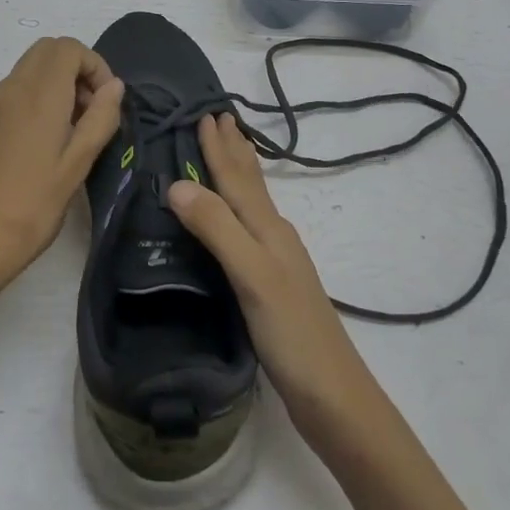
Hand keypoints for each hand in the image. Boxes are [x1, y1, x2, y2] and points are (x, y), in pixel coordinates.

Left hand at [0, 37, 123, 318]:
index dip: (94, 65)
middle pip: (45, 53)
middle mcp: (8, 90)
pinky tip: (39, 151)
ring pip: (27, 74)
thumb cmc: (31, 207)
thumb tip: (114, 86)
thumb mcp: (77, 165)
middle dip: (75, 72)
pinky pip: (10, 98)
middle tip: (90, 114)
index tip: (105, 103)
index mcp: (37, 94)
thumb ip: (100, 118)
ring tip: (69, 137)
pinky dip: (33, 104)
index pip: (67, 48)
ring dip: (54, 88)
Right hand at [168, 114, 383, 440]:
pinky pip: (249, 231)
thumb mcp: (251, 275)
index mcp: (268, 230)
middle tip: (221, 118)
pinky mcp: (271, 288)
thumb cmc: (292, 333)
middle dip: (234, 151)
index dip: (220, 148)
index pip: (238, 178)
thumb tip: (176, 183)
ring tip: (228, 154)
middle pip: (251, 184)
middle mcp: (274, 238)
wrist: (333, 395)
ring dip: (238, 175)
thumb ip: (217, 228)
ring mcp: (276, 263)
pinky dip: (237, 211)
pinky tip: (237, 223)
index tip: (207, 113)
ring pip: (252, 205)